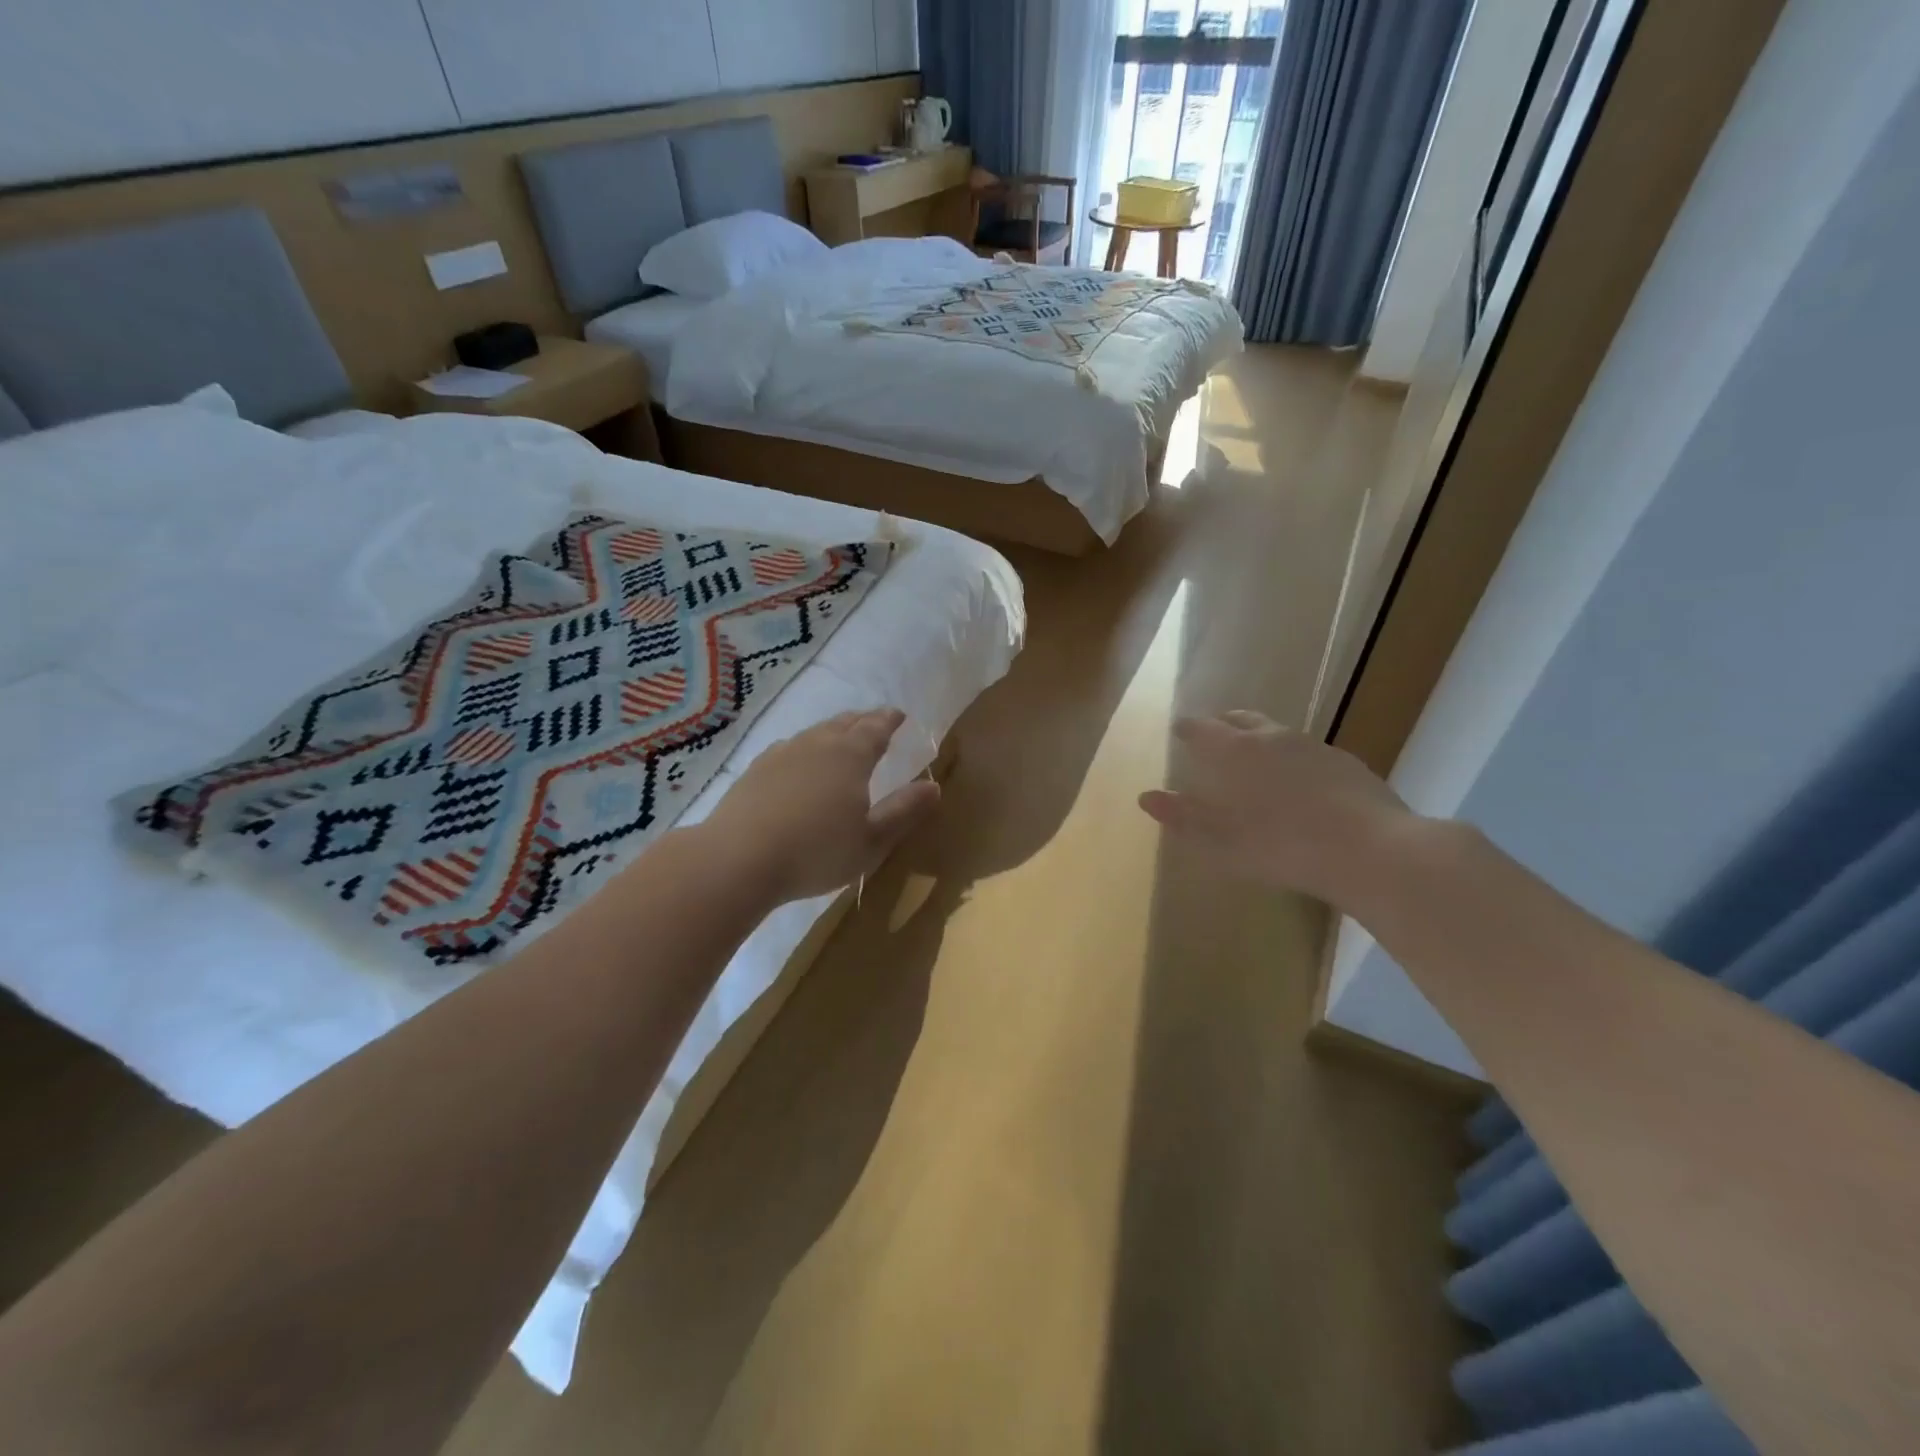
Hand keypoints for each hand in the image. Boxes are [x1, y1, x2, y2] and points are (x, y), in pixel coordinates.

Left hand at [703, 708, 940, 903]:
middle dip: (863, 720)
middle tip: (874, 720)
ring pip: (814, 733)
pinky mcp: (755, 771)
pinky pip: (789, 748)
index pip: (875, 728)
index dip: (889, 720)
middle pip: (844, 723)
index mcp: (851, 756)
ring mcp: (781, 754)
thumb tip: (934, 786)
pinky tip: (798, 760)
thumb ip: (903, 811)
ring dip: (832, 731)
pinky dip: (804, 748)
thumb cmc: (816, 852)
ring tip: (840, 736)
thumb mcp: (872, 841)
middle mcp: (817, 744)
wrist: (738, 860)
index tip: (899, 715)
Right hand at [1139, 710, 1416, 907]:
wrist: (1372, 852)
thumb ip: (1183, 816)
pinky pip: (1307, 751)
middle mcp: (1273, 738)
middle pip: (1242, 719)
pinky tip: (1299, 783)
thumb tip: (1146, 797)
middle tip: (1214, 734)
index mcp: (1237, 751)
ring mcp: (1314, 747)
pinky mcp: (1346, 763)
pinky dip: (1292, 759)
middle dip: (1224, 724)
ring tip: (1255, 758)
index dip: (1188, 728)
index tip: (1178, 729)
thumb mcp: (1222, 841)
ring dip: (1260, 739)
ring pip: (1277, 732)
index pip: (1203, 729)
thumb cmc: (1283, 847)